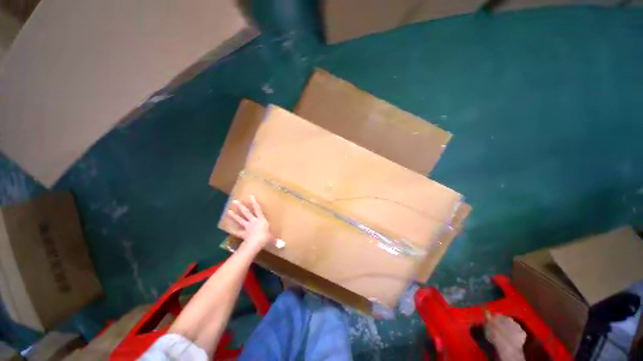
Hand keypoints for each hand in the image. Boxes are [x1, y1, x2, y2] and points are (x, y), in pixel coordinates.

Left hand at [227, 195, 272, 251]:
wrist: (256, 243)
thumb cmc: (266, 238)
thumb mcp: (272, 238)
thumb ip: (275, 240)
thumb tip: (282, 245)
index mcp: (261, 220)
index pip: (258, 209)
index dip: (254, 202)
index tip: (250, 196)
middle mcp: (253, 221)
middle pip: (246, 213)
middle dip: (241, 207)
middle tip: (235, 201)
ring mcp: (247, 227)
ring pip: (240, 220)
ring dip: (234, 216)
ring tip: (228, 211)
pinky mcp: (243, 233)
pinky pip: (238, 231)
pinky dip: (234, 230)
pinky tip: (228, 228)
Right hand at [485, 314, 525, 360]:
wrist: (507, 345)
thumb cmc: (494, 336)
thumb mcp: (487, 327)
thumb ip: (487, 320)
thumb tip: (487, 314)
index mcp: (499, 315)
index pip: (496, 314)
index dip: (494, 318)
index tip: (492, 323)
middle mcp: (509, 318)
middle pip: (506, 319)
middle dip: (504, 323)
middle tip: (500, 329)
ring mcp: (517, 325)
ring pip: (513, 325)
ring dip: (510, 328)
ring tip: (507, 335)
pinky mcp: (523, 333)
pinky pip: (519, 332)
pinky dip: (516, 335)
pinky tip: (513, 340)